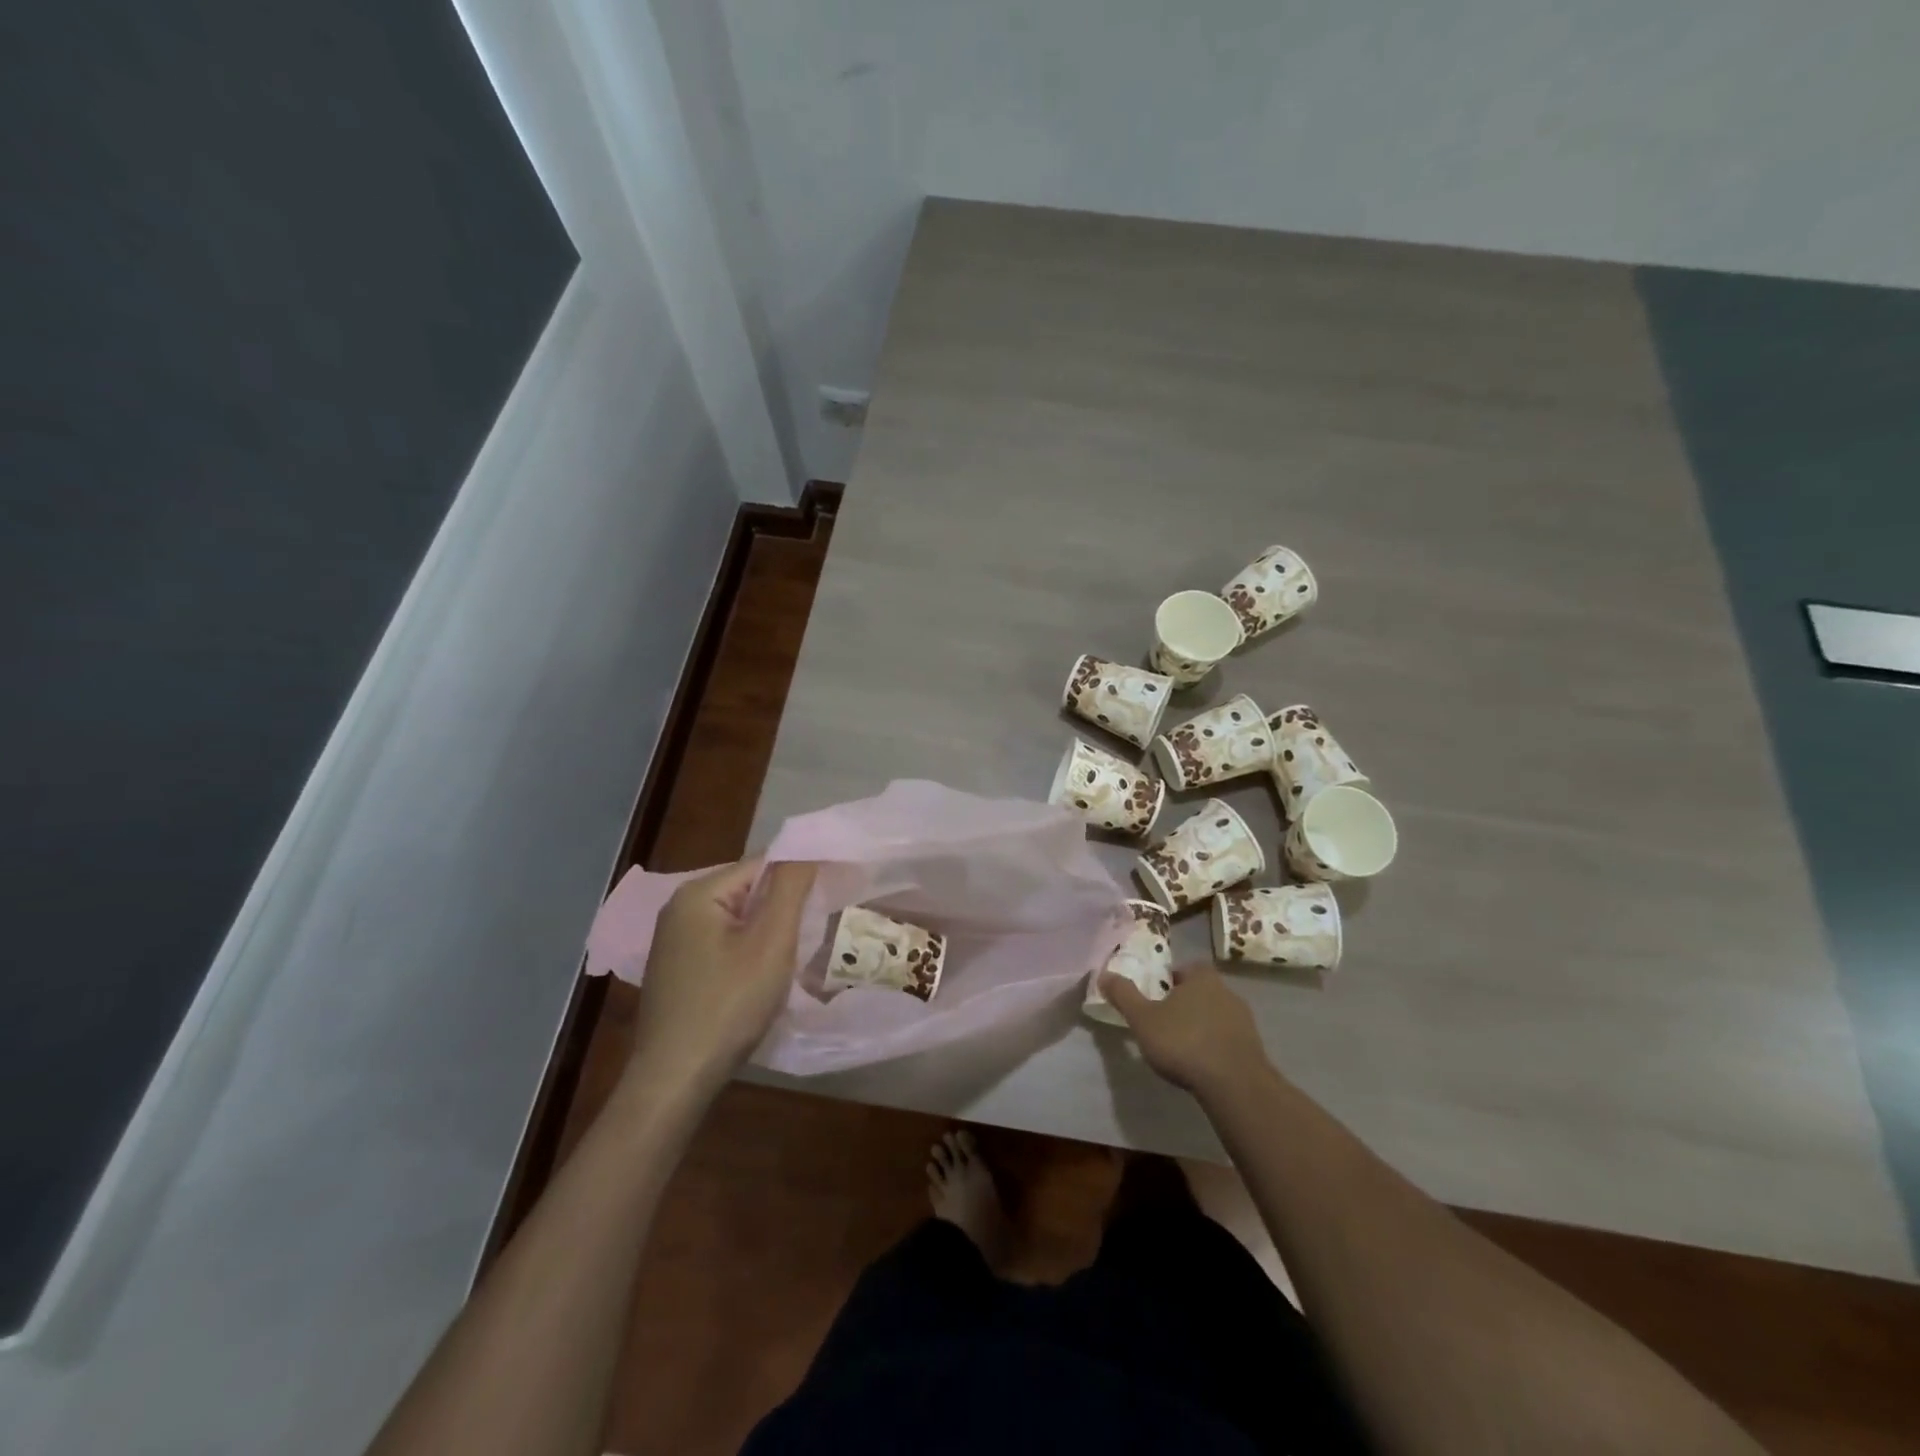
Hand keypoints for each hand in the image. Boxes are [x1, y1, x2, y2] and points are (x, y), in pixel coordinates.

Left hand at [627, 860, 816, 1097]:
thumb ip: (790, 887)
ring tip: (794, 955)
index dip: (800, 877)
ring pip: (737, 920)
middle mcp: (679, 908)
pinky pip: (723, 944)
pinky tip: (761, 978)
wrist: (676, 1079)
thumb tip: (807, 847)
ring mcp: (674, 941)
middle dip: (783, 908)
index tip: (831, 897)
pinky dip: (747, 952)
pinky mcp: (677, 970)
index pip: (762, 865)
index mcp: (698, 893)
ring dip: (767, 932)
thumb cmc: (729, 1004)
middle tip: (814, 931)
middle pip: (748, 891)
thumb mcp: (771, 941)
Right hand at [1099, 961, 1271, 1098]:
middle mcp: (1227, 992)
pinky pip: (1228, 1038)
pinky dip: (1215, 1045)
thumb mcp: (1143, 1019)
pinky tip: (1202, 1064)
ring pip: (1215, 1015)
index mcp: (1202, 977)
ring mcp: (1244, 1020)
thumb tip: (1103, 974)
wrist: (1235, 1085)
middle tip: (1164, 1021)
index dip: (1169, 979)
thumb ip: (1124, 995)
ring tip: (1182, 1046)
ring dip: (1201, 1025)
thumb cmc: (1184, 1042)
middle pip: (1200, 991)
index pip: (1185, 968)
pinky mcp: (1254, 1047)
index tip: (1156, 996)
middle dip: (1184, 1003)